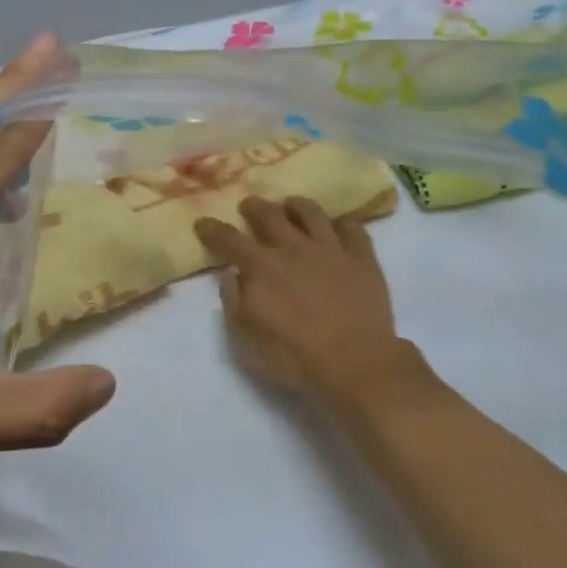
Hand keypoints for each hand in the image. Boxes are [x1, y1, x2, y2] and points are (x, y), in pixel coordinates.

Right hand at [194, 197, 409, 399]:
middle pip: (271, 216)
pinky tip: (340, 226)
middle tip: (249, 205)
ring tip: (290, 204)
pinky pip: (354, 230)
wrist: (354, 363)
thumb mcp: (246, 339)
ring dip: (297, 205)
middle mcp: (294, 249)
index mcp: (261, 268)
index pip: (230, 240)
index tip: (203, 223)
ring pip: (312, 214)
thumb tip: (231, 276)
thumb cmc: (293, 357)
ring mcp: (332, 251)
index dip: (213, 229)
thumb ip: (234, 303)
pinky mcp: (363, 260)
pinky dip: (344, 223)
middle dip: (255, 207)